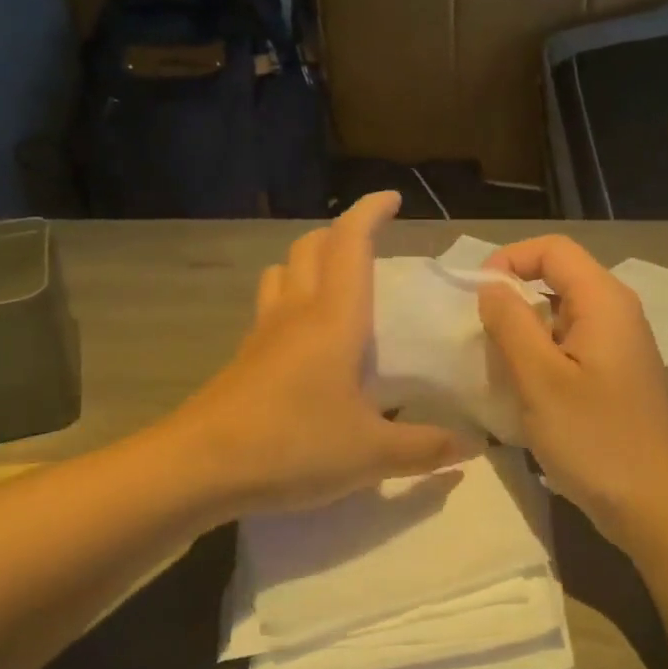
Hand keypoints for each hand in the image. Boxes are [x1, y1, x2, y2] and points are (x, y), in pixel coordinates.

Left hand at [173, 192, 470, 515]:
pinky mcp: (243, 360)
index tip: (392, 199)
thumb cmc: (292, 446)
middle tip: (371, 245)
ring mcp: (263, 334)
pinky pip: (270, 308)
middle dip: (341, 232)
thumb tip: (471, 446)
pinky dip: (291, 300)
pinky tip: (307, 339)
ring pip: (283, 273)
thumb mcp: (371, 454)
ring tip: (336, 283)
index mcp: (334, 319)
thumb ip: (425, 448)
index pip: (350, 243)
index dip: (370, 212)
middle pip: (311, 247)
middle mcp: (296, 313)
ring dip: (310, 261)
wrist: (197, 469)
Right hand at [477, 236, 667, 546]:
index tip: (476, 298)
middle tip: (481, 338)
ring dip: (525, 332)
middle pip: (557, 278)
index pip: (552, 249)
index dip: (508, 260)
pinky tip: (525, 392)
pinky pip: (571, 345)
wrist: (653, 503)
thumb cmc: (594, 438)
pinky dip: (542, 356)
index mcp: (604, 300)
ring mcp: (619, 344)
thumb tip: (491, 287)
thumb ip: (511, 323)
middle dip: (513, 299)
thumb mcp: (540, 379)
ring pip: (561, 314)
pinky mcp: (615, 373)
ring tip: (498, 368)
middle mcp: (617, 312)